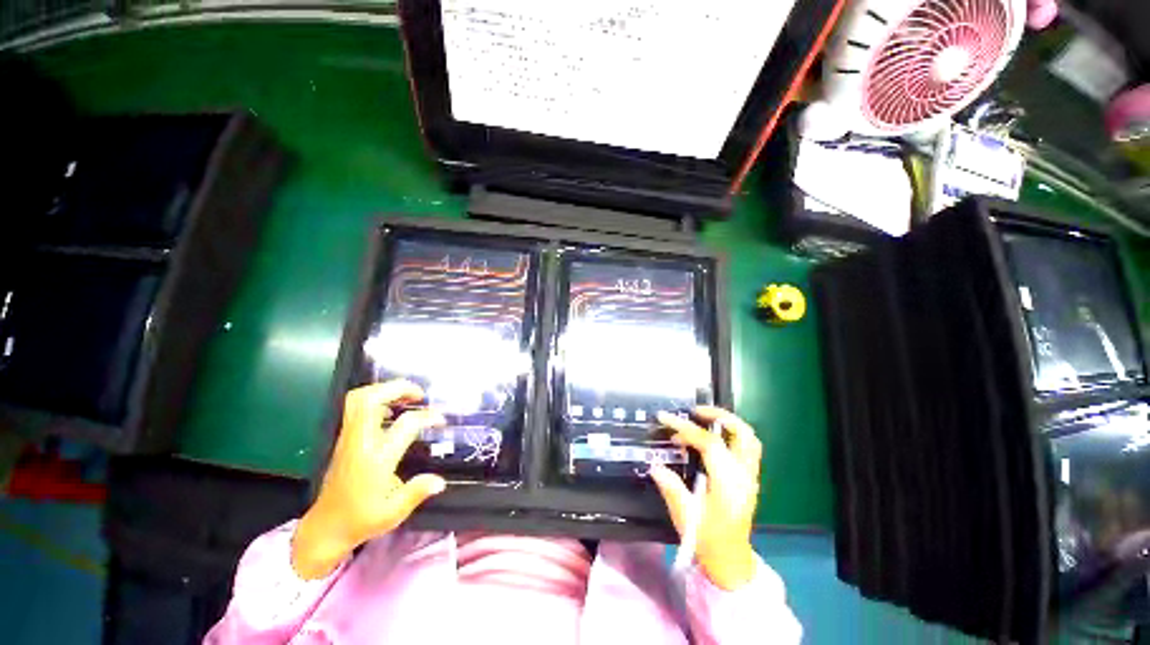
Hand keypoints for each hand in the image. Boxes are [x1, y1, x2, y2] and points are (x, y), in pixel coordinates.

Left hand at [292, 380, 447, 578]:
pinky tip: (391, 409)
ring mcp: (349, 439)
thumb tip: (440, 481)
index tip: (441, 420)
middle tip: (420, 394)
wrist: (325, 528)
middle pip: (370, 400)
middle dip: (397, 388)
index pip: (405, 425)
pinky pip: (356, 408)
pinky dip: (376, 399)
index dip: (427, 417)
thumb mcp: (393, 513)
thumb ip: (417, 492)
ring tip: (407, 396)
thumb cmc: (361, 520)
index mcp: (376, 459)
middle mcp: (360, 443)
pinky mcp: (344, 439)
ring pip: (358, 399)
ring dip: (384, 390)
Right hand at [650, 407, 761, 590]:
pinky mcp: (749, 479)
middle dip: (718, 415)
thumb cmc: (708, 540)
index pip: (710, 443)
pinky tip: (710, 439)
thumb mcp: (685, 515)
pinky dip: (729, 434)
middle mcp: (744, 475)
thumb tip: (655, 464)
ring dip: (727, 423)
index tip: (666, 418)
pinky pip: (745, 447)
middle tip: (694, 411)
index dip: (686, 428)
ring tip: (702, 419)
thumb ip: (670, 487)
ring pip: (748, 438)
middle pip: (741, 433)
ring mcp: (750, 476)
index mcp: (728, 483)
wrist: (731, 562)